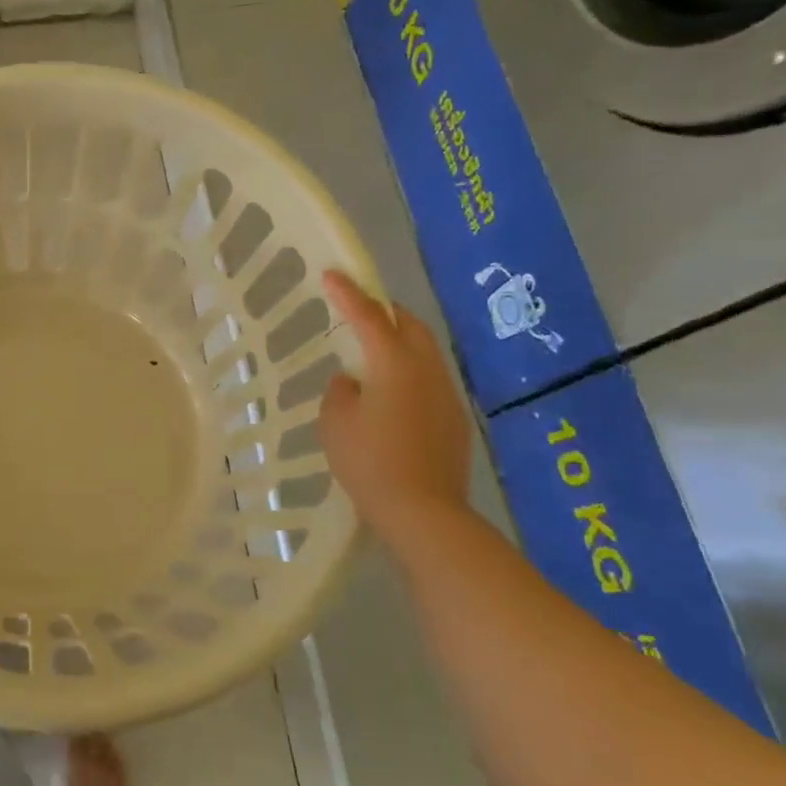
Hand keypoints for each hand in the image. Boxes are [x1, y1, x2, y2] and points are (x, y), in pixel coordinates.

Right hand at [317, 271, 472, 540]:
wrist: (424, 511)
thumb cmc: (369, 462)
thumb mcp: (335, 422)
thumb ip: (340, 391)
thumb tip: (353, 381)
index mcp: (393, 363)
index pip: (368, 316)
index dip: (348, 293)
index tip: (331, 274)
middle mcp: (426, 369)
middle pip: (409, 324)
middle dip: (384, 310)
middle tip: (359, 310)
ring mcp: (446, 393)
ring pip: (424, 350)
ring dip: (399, 340)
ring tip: (373, 352)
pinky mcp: (455, 418)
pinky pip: (430, 378)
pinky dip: (409, 370)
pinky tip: (392, 394)